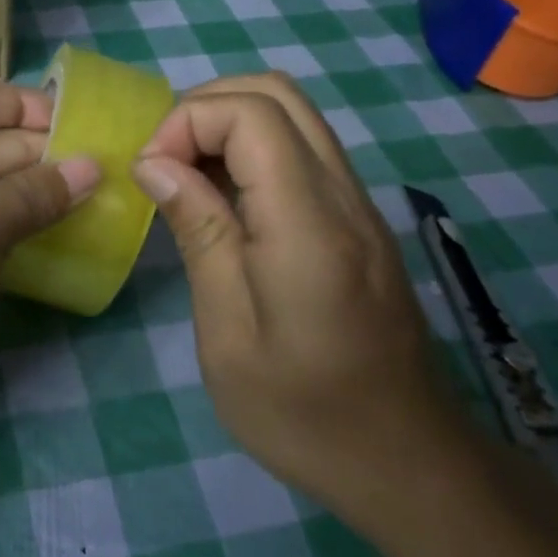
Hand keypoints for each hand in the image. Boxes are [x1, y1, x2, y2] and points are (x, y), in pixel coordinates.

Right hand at [132, 73, 467, 529]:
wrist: (408, 464)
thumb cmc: (303, 413)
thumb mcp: (227, 333)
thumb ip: (198, 232)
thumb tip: (154, 162)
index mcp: (308, 223)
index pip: (251, 112)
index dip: (187, 121)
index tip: (150, 172)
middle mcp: (343, 195)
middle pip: (278, 92)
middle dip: (205, 107)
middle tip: (164, 161)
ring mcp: (359, 205)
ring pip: (295, 115)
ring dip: (229, 124)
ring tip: (186, 177)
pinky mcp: (360, 221)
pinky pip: (304, 151)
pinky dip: (253, 150)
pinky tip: (225, 202)